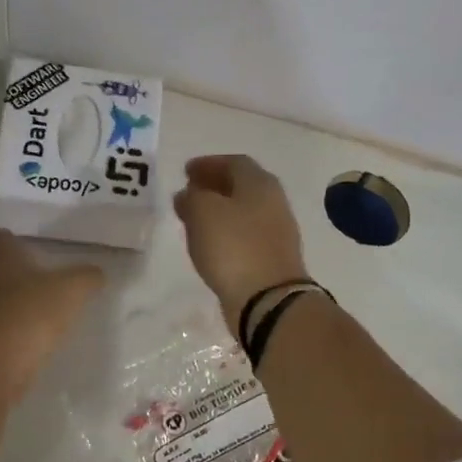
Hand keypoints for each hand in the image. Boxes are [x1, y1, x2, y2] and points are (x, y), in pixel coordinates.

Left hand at [0, 230, 104, 399]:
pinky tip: (34, 336)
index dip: (10, 239)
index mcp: (2, 259)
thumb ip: (86, 277)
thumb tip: (97, 273)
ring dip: (14, 302)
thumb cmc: (31, 313)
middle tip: (39, 275)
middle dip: (14, 271)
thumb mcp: (71, 290)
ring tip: (41, 307)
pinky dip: (14, 328)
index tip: (25, 243)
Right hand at [173, 154, 308, 327]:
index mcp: (259, 183)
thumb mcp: (203, 212)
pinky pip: (244, 236)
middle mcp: (273, 202)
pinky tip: (210, 244)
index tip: (186, 171)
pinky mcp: (270, 258)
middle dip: (213, 186)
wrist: (267, 299)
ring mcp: (275, 232)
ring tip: (194, 219)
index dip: (208, 164)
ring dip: (219, 211)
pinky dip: (225, 233)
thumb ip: (192, 197)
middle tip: (189, 192)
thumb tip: (188, 195)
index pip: (233, 162)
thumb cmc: (233, 247)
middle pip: (241, 186)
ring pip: (242, 212)